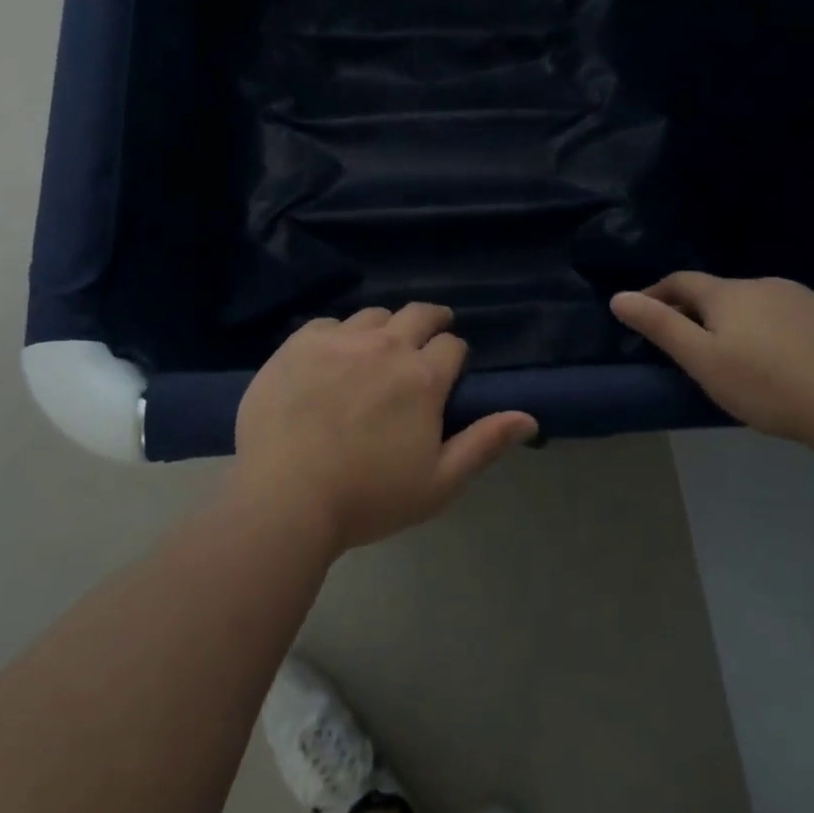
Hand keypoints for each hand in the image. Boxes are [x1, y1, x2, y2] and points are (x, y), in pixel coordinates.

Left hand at [229, 304, 538, 553]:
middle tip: (427, 337)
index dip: (454, 355)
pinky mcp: (300, 342)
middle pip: (418, 314)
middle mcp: (386, 345)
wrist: (284, 497)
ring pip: (374, 315)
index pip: (452, 345)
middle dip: (431, 322)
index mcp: (423, 377)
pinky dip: (339, 335)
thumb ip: (484, 443)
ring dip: (384, 328)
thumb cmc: (367, 498)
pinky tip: (331, 357)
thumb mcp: (438, 483)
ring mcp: (340, 339)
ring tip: (377, 349)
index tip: (449, 369)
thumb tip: (529, 417)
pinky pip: (329, 323)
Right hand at [611, 273, 813, 443]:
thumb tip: (619, 297)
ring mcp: (807, 298)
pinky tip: (792, 361)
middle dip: (702, 312)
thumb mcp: (702, 360)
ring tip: (746, 356)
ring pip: (762, 304)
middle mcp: (765, 284)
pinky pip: (798, 318)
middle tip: (695, 345)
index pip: (681, 282)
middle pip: (722, 293)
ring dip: (745, 321)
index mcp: (728, 294)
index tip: (643, 312)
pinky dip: (783, 331)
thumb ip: (660, 326)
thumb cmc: (766, 384)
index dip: (657, 294)